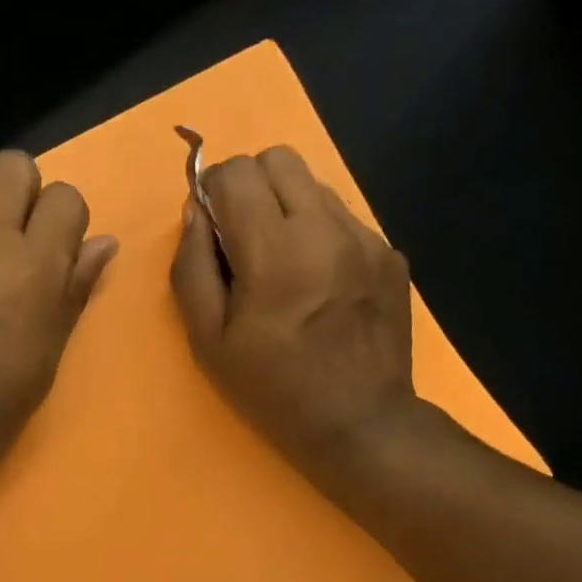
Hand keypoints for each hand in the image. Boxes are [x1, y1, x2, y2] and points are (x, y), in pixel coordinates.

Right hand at [170, 146, 429, 485]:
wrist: (359, 422)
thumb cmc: (272, 389)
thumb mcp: (208, 341)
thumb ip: (192, 269)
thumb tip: (195, 212)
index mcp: (275, 253)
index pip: (236, 172)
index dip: (212, 191)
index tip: (210, 229)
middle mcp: (325, 229)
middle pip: (278, 159)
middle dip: (248, 186)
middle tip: (241, 238)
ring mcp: (366, 237)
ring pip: (314, 183)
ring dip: (285, 206)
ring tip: (281, 262)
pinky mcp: (389, 252)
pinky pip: (342, 216)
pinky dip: (317, 232)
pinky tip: (316, 281)